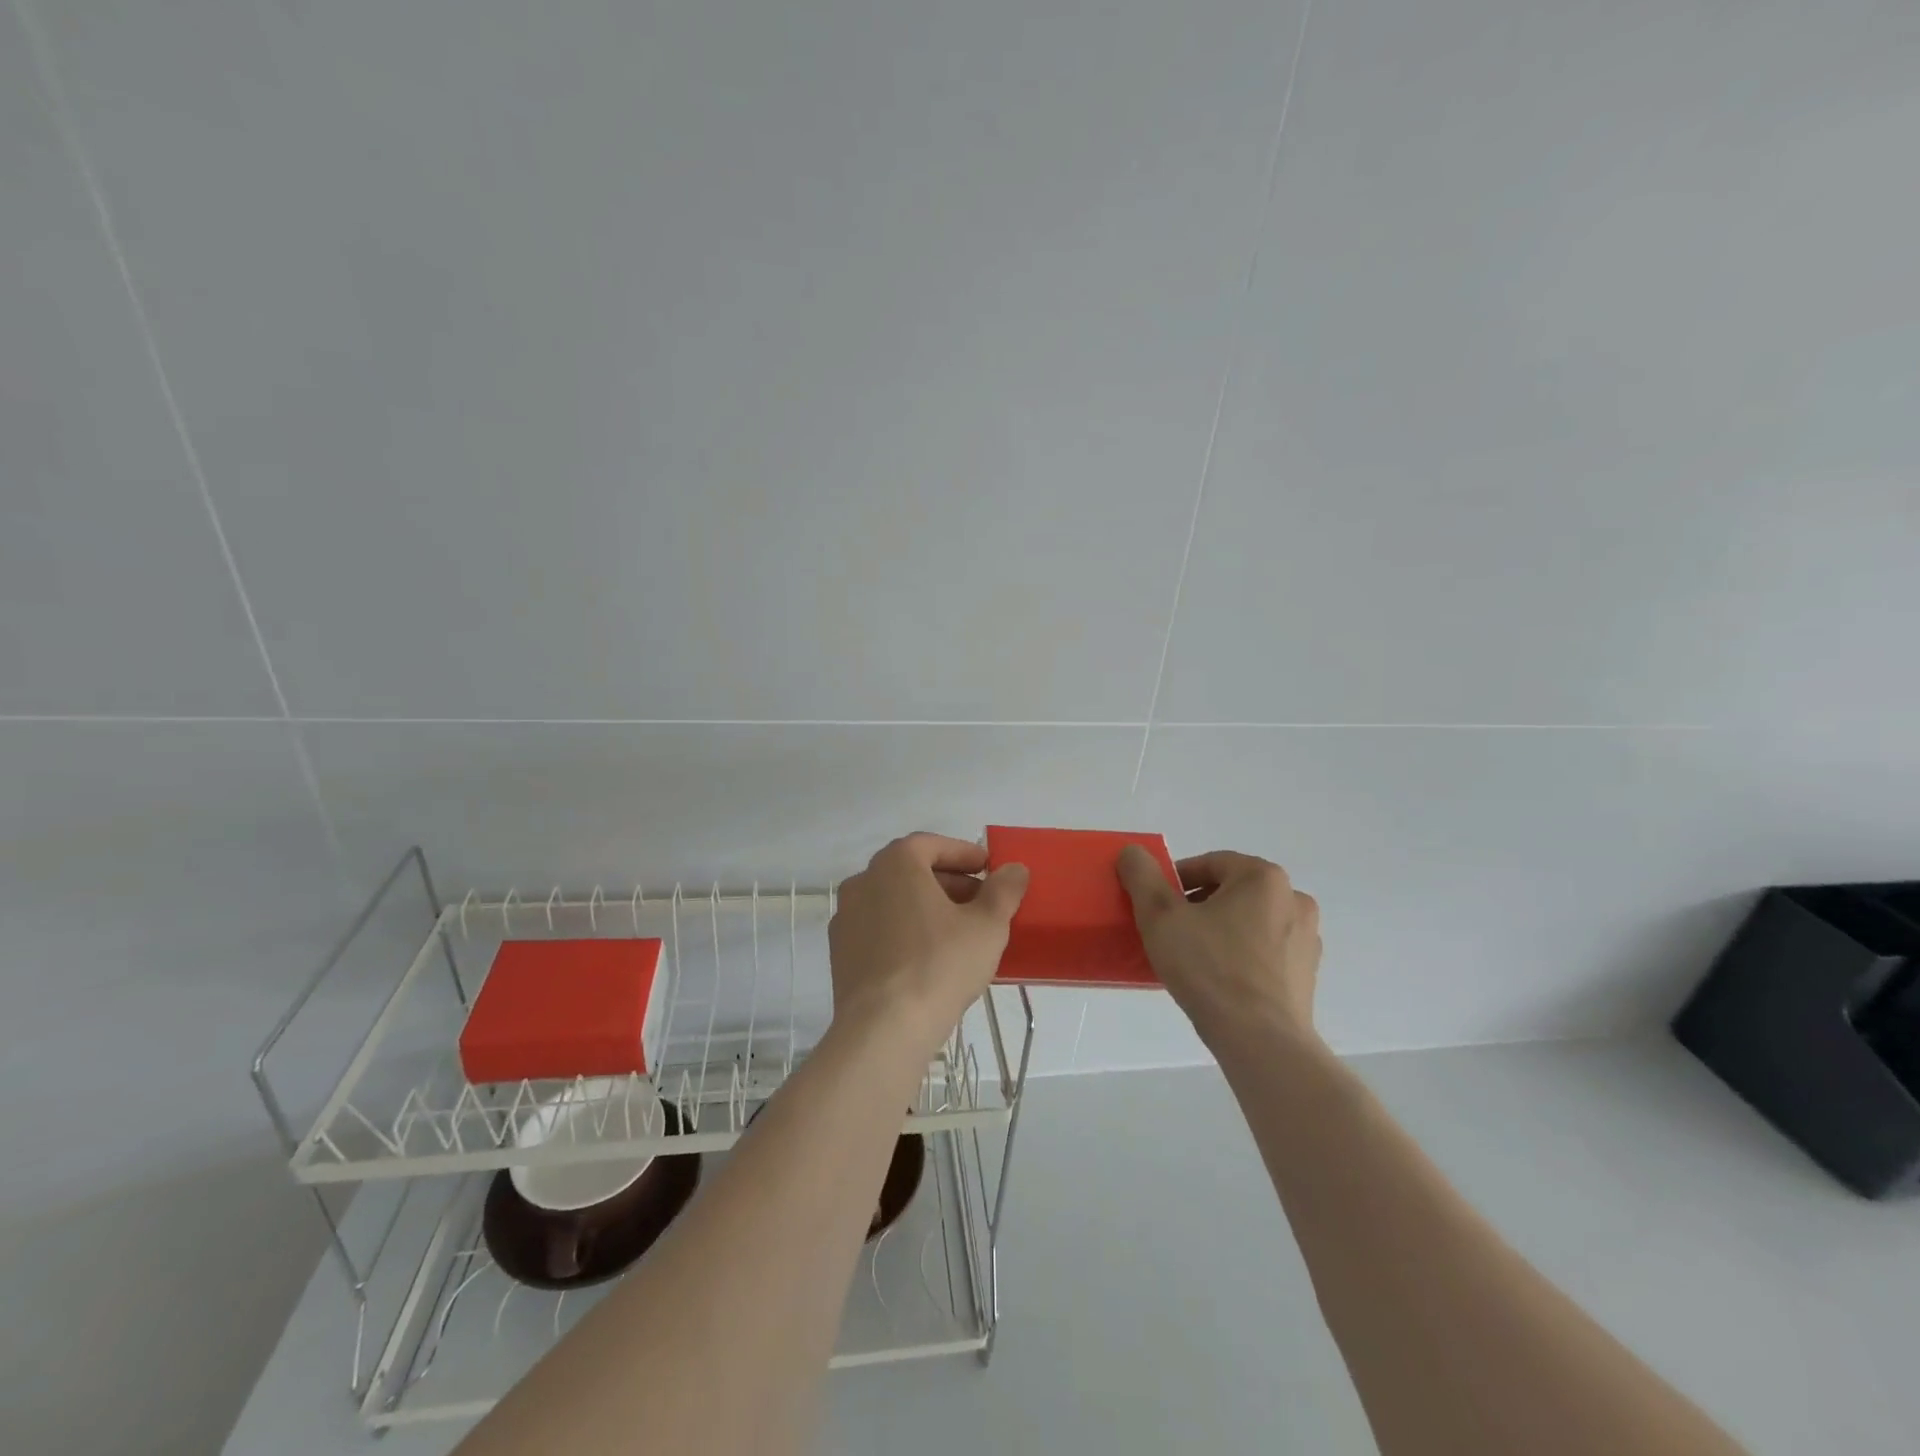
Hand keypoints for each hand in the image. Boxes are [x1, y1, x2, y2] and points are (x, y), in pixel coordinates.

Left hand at [829, 834, 1028, 1054]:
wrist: (883, 1030)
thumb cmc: (939, 965)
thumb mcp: (987, 925)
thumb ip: (1003, 890)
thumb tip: (1014, 869)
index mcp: (895, 863)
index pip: (933, 845)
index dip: (964, 854)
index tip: (989, 870)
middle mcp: (863, 881)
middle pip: (911, 871)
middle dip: (949, 883)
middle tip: (981, 903)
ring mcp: (846, 917)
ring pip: (894, 901)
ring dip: (926, 908)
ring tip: (959, 933)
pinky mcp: (840, 953)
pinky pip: (879, 929)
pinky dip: (904, 932)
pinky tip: (928, 959)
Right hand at [1116, 847, 1322, 1053]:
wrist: (1261, 1041)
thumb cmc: (1210, 969)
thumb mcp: (1161, 916)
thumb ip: (1143, 877)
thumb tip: (1132, 852)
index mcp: (1264, 877)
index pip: (1210, 864)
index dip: (1176, 881)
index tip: (1156, 906)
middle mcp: (1294, 900)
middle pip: (1232, 891)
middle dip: (1199, 905)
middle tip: (1171, 931)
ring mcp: (1307, 939)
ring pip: (1250, 921)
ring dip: (1221, 930)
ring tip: (1193, 957)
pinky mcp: (1308, 974)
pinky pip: (1265, 951)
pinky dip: (1241, 955)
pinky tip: (1219, 980)